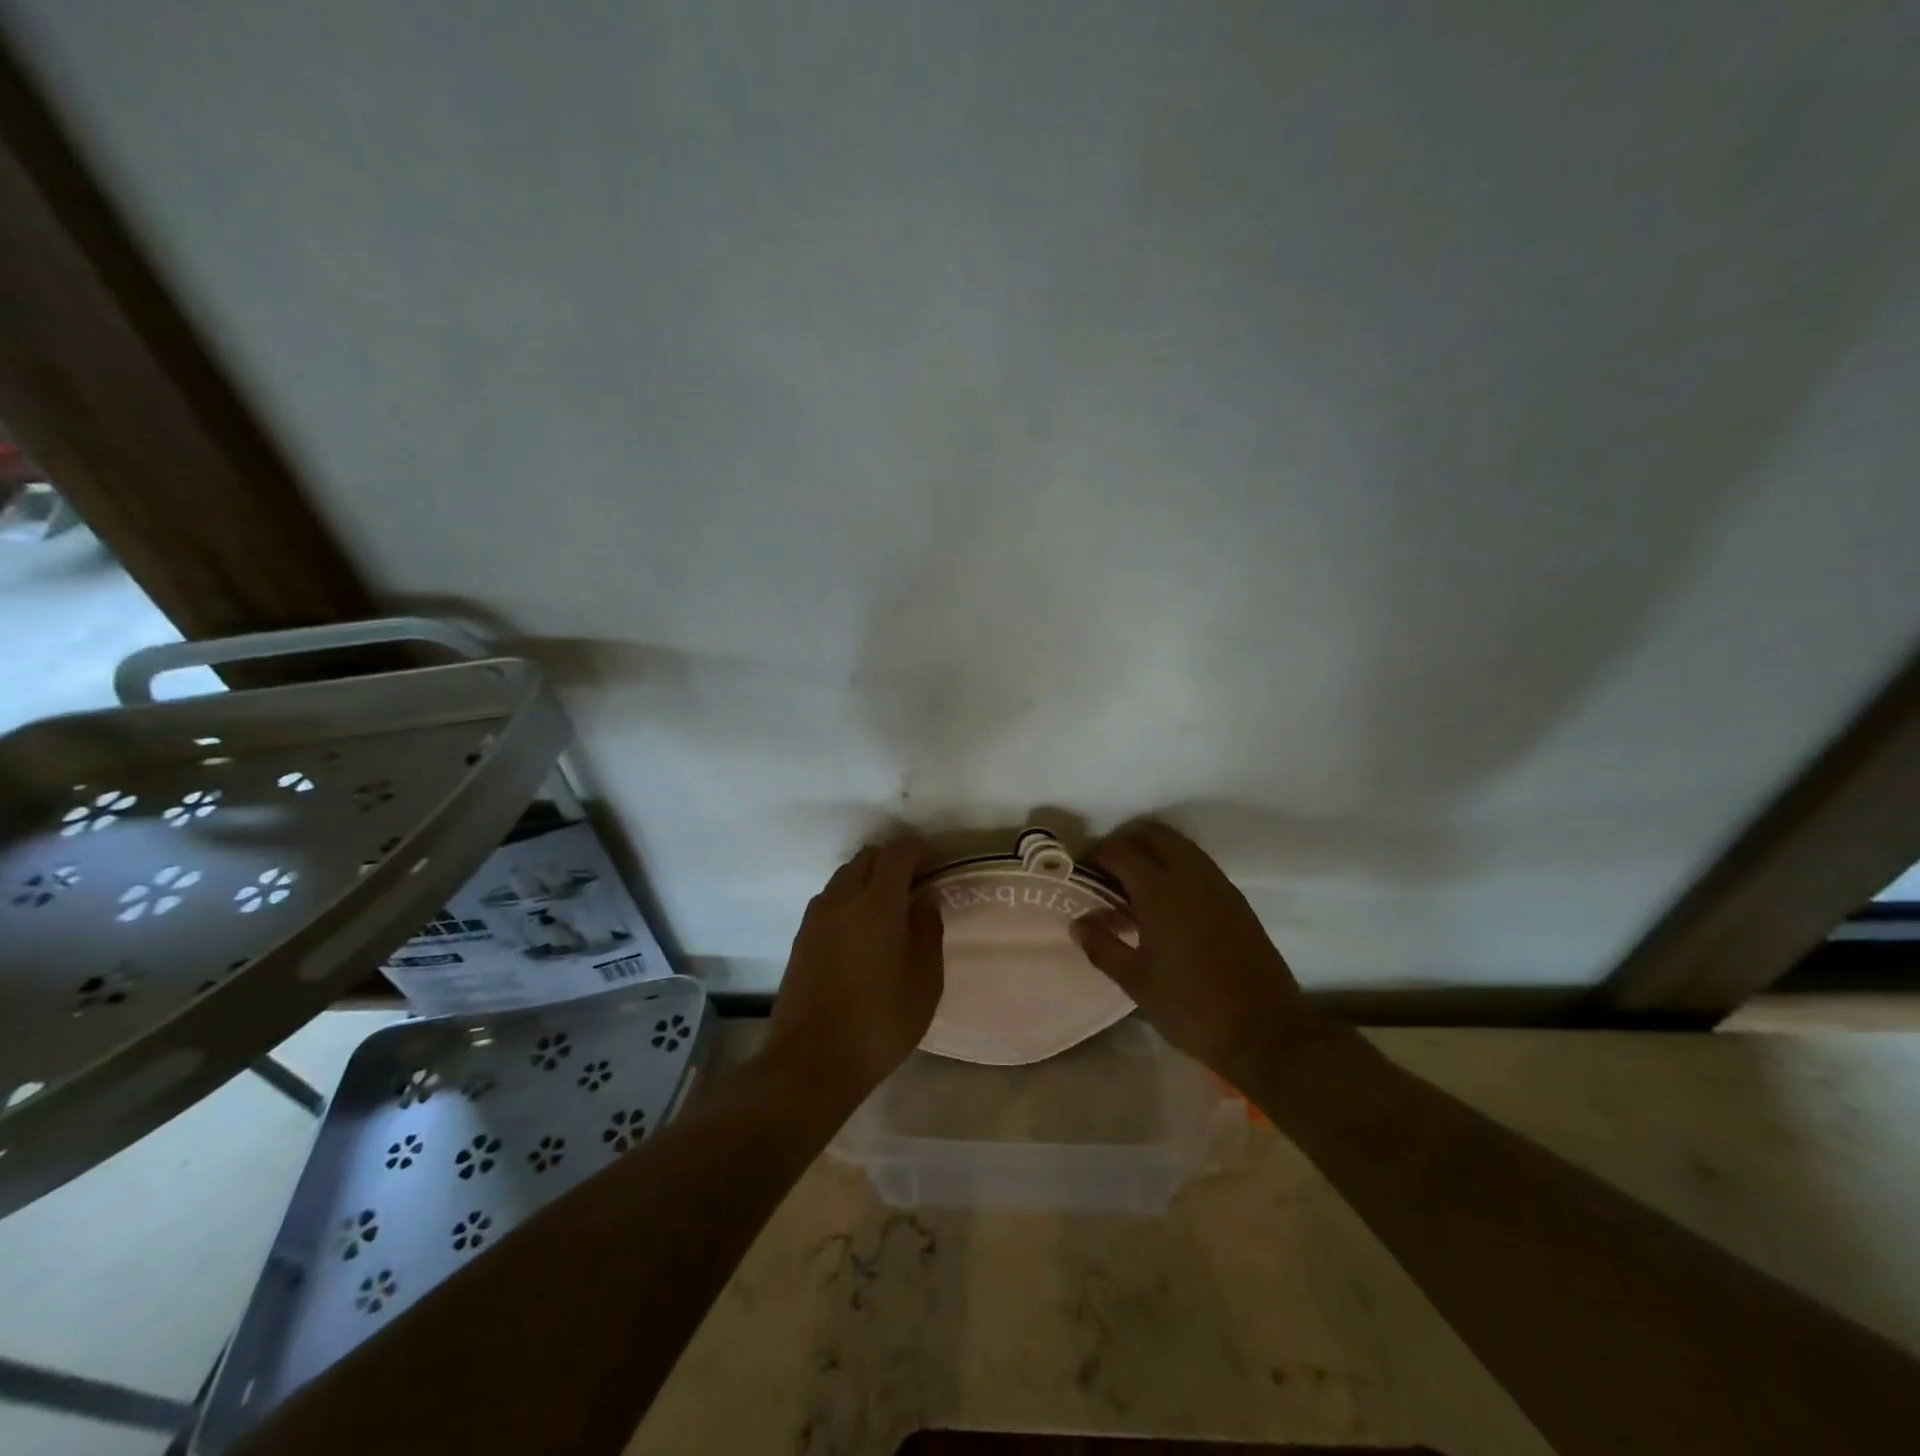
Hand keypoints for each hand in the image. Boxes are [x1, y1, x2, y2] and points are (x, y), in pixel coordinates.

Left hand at [762, 835, 943, 1102]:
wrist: (810, 1061)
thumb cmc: (879, 1023)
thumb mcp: (924, 982)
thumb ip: (927, 932)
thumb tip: (924, 900)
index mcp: (876, 903)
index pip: (897, 853)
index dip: (918, 850)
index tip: (935, 864)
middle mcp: (841, 899)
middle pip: (867, 858)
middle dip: (893, 861)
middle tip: (915, 884)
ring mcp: (816, 917)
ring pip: (845, 876)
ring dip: (869, 878)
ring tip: (890, 908)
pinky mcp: (801, 937)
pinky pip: (830, 899)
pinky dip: (850, 898)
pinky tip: (862, 930)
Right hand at [1071, 821, 1317, 1079]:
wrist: (1266, 1034)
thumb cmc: (1192, 1009)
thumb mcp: (1137, 982)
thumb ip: (1103, 946)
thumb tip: (1078, 922)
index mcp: (1161, 893)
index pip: (1121, 853)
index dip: (1096, 856)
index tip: (1081, 872)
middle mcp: (1192, 877)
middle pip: (1154, 835)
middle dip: (1126, 843)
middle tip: (1107, 872)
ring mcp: (1220, 886)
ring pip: (1181, 846)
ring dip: (1153, 853)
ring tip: (1133, 888)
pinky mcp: (1237, 901)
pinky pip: (1200, 866)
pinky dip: (1177, 867)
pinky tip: (1166, 905)